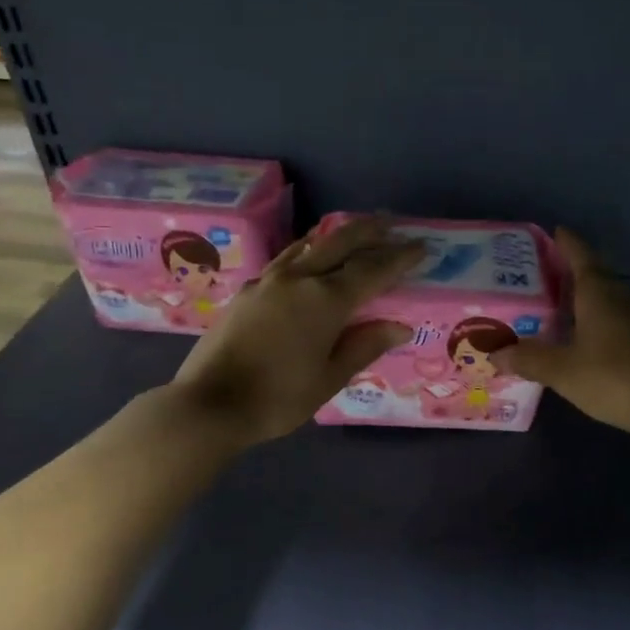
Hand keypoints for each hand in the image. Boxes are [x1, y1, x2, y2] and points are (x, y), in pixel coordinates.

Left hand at [169, 217, 422, 446]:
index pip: (372, 270)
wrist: (208, 404)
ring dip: (336, 235)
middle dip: (369, 232)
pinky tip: (308, 256)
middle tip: (391, 225)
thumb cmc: (278, 398)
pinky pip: (287, 258)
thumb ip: (364, 346)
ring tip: (353, 230)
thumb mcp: (329, 378)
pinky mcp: (248, 290)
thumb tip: (400, 326)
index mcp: (325, 300)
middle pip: (340, 242)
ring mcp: (268, 280)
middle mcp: (299, 279)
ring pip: (309, 244)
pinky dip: (307, 249)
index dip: (399, 258)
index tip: (421, 247)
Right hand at [498, 230, 629, 443]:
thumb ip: (530, 359)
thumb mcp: (564, 370)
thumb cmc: (616, 376)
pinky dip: (608, 333)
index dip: (567, 243)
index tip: (555, 231)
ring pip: (614, 306)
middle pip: (597, 279)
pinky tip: (595, 351)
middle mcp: (627, 298)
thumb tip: (495, 352)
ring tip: (565, 319)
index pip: (581, 255)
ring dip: (591, 308)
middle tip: (544, 284)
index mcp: (600, 292)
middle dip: (573, 279)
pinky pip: (627, 329)